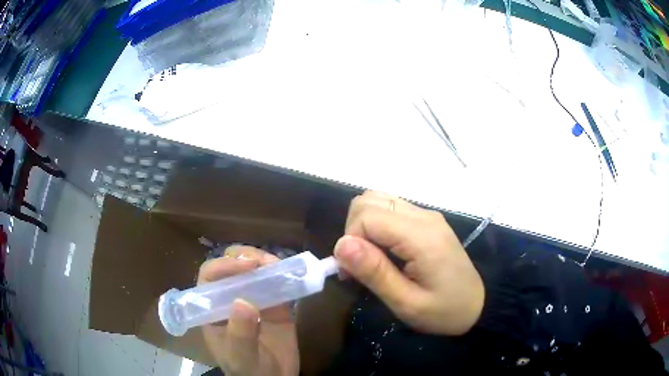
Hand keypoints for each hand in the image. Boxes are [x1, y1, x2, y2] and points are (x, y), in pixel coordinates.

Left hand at [198, 246, 298, 375]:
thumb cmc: (249, 371)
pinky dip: (285, 273)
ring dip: (265, 261)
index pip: (210, 277)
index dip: (225, 266)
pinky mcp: (276, 303)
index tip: (248, 266)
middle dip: (245, 258)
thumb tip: (243, 302)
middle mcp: (230, 298)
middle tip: (264, 263)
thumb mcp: (241, 357)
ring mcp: (254, 298)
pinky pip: (278, 282)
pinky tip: (292, 273)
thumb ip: (240, 334)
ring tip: (280, 266)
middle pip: (230, 265)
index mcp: (213, 309)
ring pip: (254, 269)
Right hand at [334, 191, 484, 334]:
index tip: (350, 272)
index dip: (350, 241)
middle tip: (358, 266)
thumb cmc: (444, 311)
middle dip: (353, 230)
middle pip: (369, 200)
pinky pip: (390, 209)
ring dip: (363, 225)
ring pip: (378, 199)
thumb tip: (340, 244)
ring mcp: (426, 215)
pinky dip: (376, 225)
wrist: (479, 305)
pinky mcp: (427, 220)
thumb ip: (375, 273)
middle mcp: (423, 216)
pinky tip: (382, 251)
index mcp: (421, 236)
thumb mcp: (407, 303)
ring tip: (369, 258)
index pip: (367, 215)